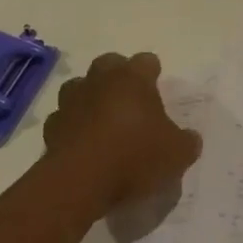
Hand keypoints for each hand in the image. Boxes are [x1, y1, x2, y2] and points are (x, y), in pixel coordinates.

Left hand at [43, 52, 200, 216]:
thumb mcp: (176, 153)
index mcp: (133, 78)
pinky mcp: (51, 127)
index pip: (146, 61)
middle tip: (130, 100)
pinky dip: (72, 126)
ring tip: (102, 119)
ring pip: (80, 86)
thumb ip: (186, 142)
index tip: (157, 87)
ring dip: (90, 97)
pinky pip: (63, 118)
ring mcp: (72, 101)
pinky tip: (82, 143)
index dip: (153, 72)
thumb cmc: (134, 156)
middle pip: (109, 63)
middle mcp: (100, 80)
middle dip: (118, 76)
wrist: (80, 182)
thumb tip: (191, 139)